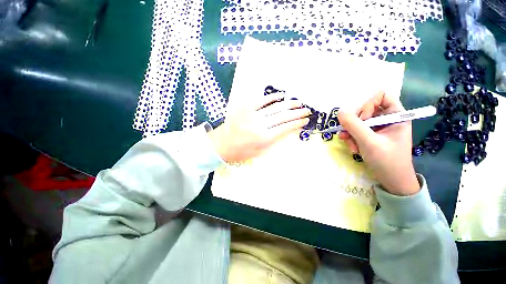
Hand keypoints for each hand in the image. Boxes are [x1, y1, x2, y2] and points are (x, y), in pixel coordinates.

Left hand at [208, 93, 310, 162]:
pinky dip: (272, 97)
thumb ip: (274, 141)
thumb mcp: (260, 152)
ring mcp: (253, 114)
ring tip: (298, 102)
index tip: (306, 120)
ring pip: (275, 107)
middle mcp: (261, 124)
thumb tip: (287, 130)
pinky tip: (281, 95)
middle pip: (283, 116)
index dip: (297, 123)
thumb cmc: (241, 152)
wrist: (221, 144)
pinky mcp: (246, 107)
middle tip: (307, 110)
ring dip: (288, 104)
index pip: (286, 128)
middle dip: (297, 113)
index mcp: (264, 138)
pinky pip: (261, 100)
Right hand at [337, 91, 419, 195]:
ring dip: (351, 133)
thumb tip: (339, 112)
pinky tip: (353, 149)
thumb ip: (354, 126)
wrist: (392, 181)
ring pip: (358, 122)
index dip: (368, 104)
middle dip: (355, 123)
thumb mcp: (369, 142)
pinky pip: (356, 131)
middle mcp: (387, 118)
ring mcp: (378, 128)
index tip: (362, 119)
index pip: (381, 95)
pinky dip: (352, 139)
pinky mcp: (371, 135)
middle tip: (349, 135)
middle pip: (365, 109)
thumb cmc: (387, 161)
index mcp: (396, 115)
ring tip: (351, 146)